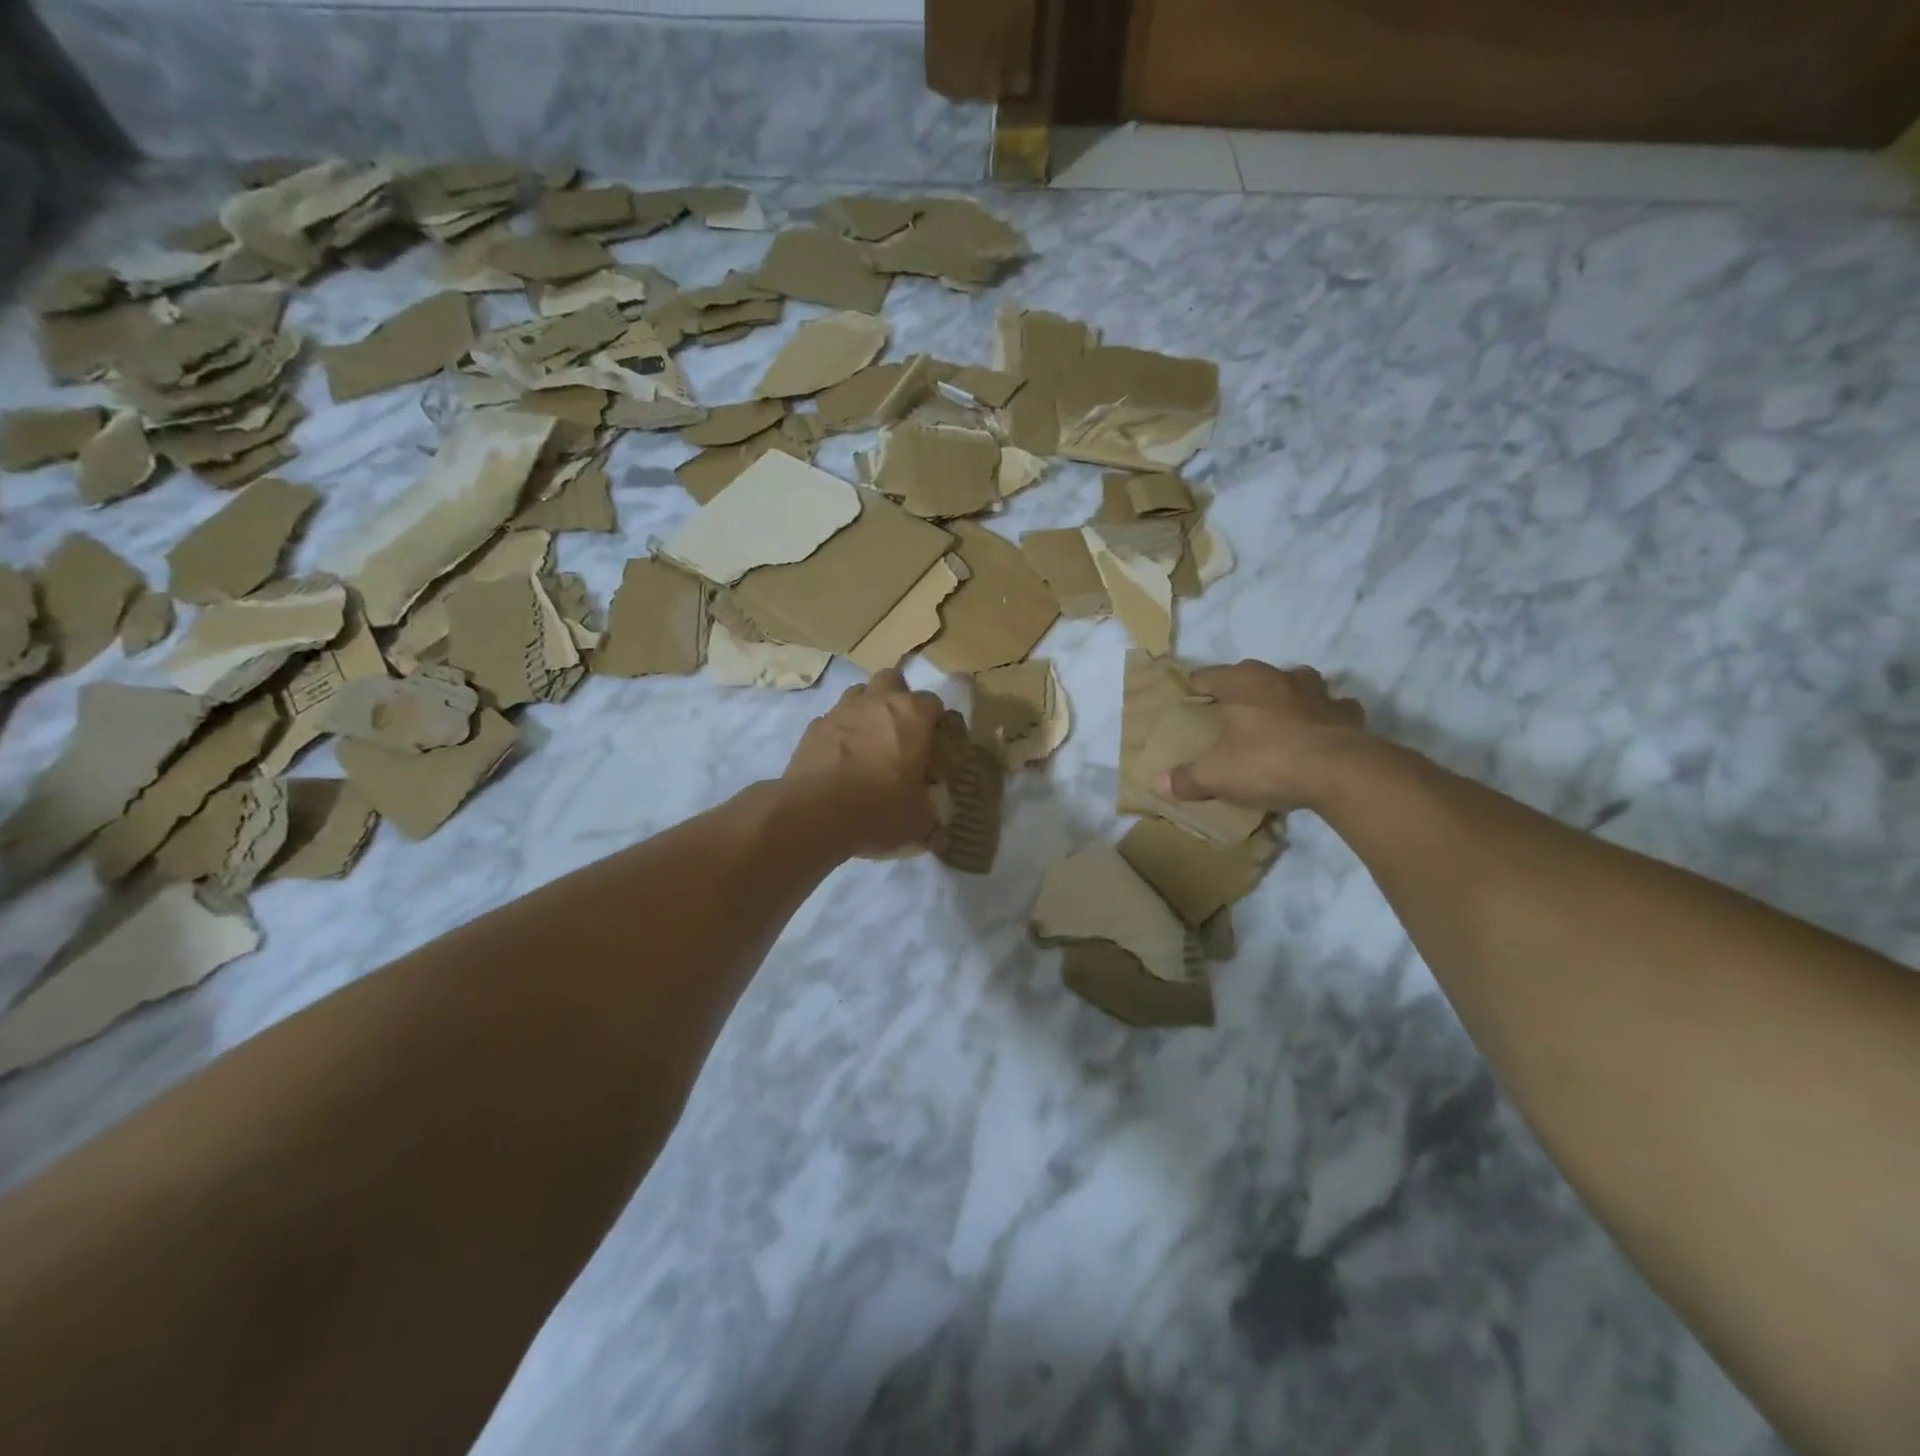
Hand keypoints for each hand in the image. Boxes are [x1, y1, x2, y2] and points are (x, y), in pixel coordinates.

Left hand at [784, 671, 945, 857]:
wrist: (816, 812)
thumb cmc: (879, 808)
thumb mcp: (917, 823)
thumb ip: (932, 825)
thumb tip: (940, 839)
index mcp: (912, 715)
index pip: (934, 703)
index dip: (937, 723)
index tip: (936, 745)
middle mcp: (878, 701)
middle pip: (893, 680)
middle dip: (899, 697)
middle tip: (901, 731)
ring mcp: (841, 710)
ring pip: (859, 693)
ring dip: (867, 709)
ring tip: (869, 741)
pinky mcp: (813, 727)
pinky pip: (832, 719)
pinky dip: (840, 732)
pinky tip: (840, 758)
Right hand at [1159, 660, 1368, 814]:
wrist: (1339, 772)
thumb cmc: (1266, 761)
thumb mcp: (1215, 775)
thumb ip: (1186, 778)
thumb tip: (1160, 783)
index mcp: (1242, 682)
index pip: (1207, 675)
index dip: (1195, 689)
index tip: (1189, 704)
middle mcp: (1279, 676)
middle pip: (1253, 676)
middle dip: (1243, 692)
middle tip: (1231, 716)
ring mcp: (1318, 692)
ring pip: (1298, 684)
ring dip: (1288, 698)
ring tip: (1278, 721)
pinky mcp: (1348, 714)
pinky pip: (1333, 710)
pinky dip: (1325, 718)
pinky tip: (1319, 736)